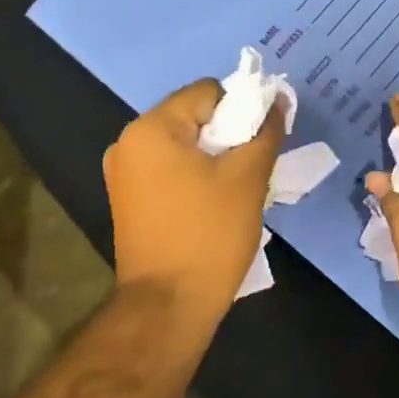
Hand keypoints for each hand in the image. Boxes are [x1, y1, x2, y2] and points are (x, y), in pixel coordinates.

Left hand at [104, 79, 286, 328]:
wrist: (168, 305)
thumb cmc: (209, 235)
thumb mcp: (248, 178)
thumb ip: (265, 131)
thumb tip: (276, 99)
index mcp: (151, 129)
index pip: (207, 92)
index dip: (242, 109)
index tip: (262, 141)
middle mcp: (128, 143)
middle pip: (192, 117)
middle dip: (228, 135)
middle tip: (254, 166)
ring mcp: (123, 174)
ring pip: (183, 146)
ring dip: (214, 157)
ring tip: (238, 188)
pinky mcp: (128, 200)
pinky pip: (169, 170)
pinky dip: (195, 176)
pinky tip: (214, 204)